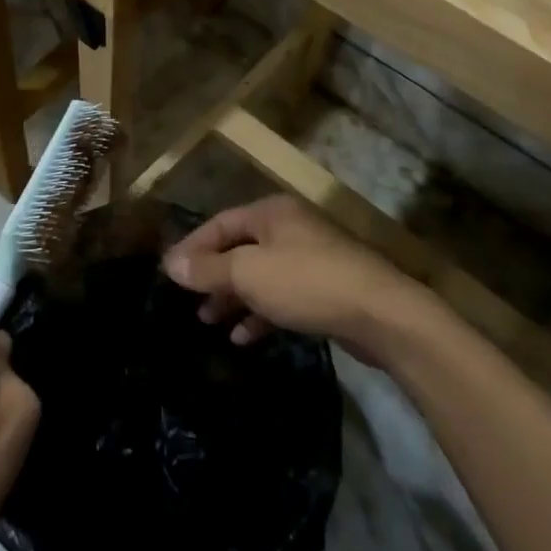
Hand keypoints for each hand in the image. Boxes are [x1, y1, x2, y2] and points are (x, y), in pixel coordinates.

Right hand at [164, 195, 426, 357]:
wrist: (381, 314)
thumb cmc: (307, 282)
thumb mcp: (249, 273)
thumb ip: (209, 269)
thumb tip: (171, 264)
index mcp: (272, 213)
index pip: (220, 224)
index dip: (192, 248)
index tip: (168, 273)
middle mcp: (290, 228)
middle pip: (240, 248)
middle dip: (212, 275)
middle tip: (188, 301)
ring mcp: (310, 258)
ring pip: (260, 275)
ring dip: (233, 297)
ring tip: (208, 321)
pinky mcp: (324, 289)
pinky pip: (281, 296)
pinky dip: (260, 313)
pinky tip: (243, 337)